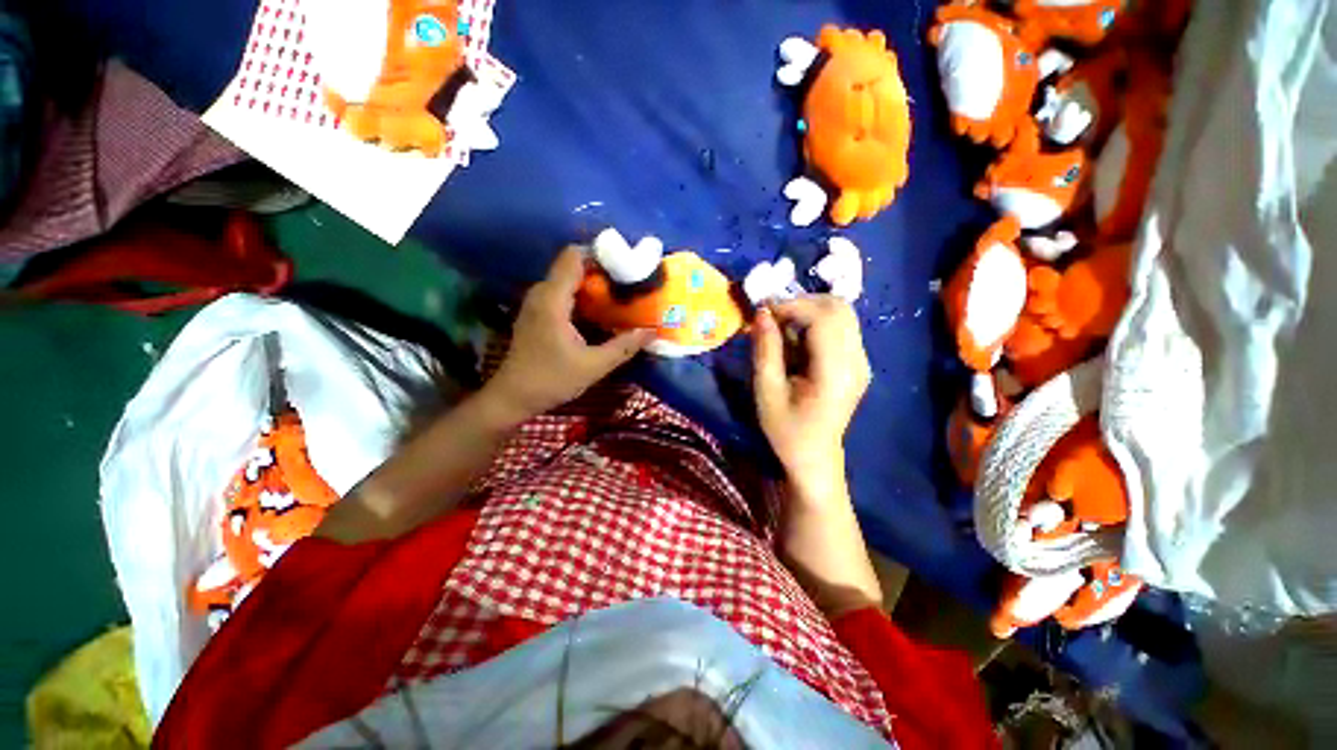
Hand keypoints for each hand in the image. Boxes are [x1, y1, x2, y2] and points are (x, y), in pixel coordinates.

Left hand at [485, 248, 655, 421]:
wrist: (513, 397)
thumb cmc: (551, 380)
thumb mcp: (593, 366)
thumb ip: (624, 346)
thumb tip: (651, 331)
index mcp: (552, 300)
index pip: (574, 256)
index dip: (601, 255)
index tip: (626, 268)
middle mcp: (542, 293)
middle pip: (573, 265)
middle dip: (602, 271)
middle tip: (628, 285)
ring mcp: (537, 302)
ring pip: (568, 279)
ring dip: (593, 284)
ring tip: (619, 296)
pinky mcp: (537, 313)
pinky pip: (563, 292)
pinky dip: (583, 295)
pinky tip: (600, 312)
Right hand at [753, 297, 870, 482]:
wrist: (814, 456)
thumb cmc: (786, 430)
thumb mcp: (767, 392)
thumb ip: (766, 350)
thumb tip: (761, 312)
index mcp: (836, 373)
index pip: (824, 318)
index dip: (792, 306)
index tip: (762, 312)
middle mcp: (857, 361)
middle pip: (838, 308)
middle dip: (801, 303)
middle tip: (771, 316)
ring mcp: (861, 361)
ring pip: (841, 314)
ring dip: (808, 311)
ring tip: (780, 326)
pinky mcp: (857, 362)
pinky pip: (840, 327)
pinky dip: (815, 322)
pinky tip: (795, 339)